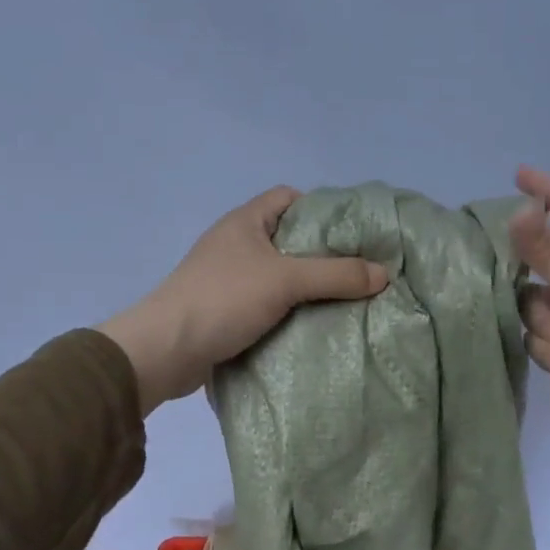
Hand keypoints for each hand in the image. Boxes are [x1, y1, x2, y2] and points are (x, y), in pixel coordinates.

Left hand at [97, 186, 388, 412]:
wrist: (165, 351)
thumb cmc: (223, 299)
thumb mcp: (286, 280)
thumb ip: (336, 274)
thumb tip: (384, 274)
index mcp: (245, 222)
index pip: (289, 198)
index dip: (322, 209)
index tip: (354, 232)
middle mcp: (236, 244)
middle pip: (289, 239)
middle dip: (324, 254)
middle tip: (360, 270)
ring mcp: (229, 279)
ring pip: (280, 275)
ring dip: (309, 287)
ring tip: (347, 299)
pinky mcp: (227, 311)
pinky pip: (269, 303)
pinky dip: (291, 311)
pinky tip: (317, 324)